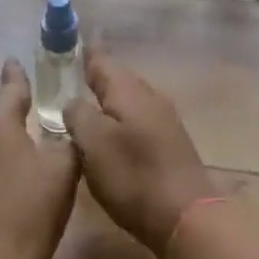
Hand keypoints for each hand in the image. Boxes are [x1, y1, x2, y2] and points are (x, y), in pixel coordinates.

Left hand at [0, 60, 78, 258]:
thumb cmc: (30, 208)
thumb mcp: (64, 166)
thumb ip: (70, 138)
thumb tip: (70, 124)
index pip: (9, 87)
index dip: (17, 74)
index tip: (16, 59)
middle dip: (14, 104)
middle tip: (35, 94)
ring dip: (10, 134)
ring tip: (32, 130)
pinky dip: (5, 159)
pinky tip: (22, 168)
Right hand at [63, 48, 215, 257]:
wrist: (186, 214)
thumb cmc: (134, 175)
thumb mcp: (94, 144)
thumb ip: (78, 116)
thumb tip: (73, 102)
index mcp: (129, 90)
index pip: (102, 61)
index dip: (86, 54)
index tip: (72, 43)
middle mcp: (150, 96)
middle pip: (119, 78)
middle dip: (98, 76)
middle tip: (75, 74)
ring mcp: (164, 119)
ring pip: (131, 99)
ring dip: (111, 99)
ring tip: (89, 104)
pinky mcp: (170, 142)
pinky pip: (140, 118)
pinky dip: (123, 119)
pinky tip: (113, 134)